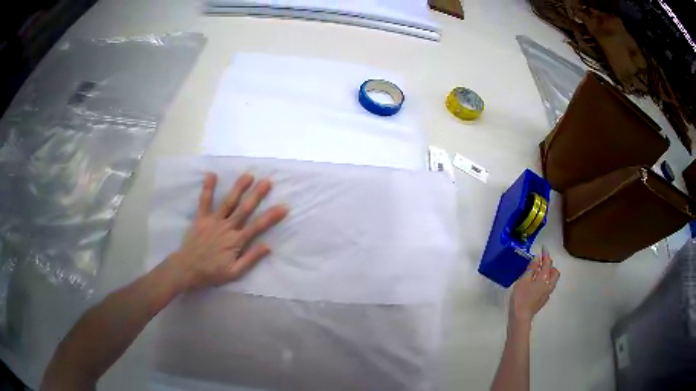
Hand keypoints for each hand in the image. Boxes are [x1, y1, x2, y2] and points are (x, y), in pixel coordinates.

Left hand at [166, 172, 287, 291]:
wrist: (187, 269)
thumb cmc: (212, 273)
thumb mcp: (235, 273)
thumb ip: (251, 259)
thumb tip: (268, 246)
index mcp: (236, 241)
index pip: (258, 226)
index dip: (272, 216)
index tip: (283, 207)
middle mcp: (227, 227)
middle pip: (245, 209)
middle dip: (257, 195)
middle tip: (268, 182)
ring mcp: (213, 221)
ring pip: (228, 202)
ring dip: (239, 188)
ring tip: (248, 175)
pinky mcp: (201, 218)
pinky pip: (204, 202)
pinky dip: (208, 188)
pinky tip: (211, 174)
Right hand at [509, 247, 559, 324]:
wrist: (521, 316)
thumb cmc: (521, 297)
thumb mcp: (523, 280)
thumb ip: (531, 269)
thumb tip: (537, 259)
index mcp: (544, 278)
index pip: (547, 263)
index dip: (546, 255)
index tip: (544, 248)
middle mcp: (549, 284)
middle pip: (555, 272)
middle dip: (550, 265)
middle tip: (541, 263)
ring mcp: (547, 293)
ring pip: (553, 280)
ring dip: (548, 274)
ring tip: (538, 273)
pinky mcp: (544, 300)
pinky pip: (548, 286)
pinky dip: (545, 281)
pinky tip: (536, 284)